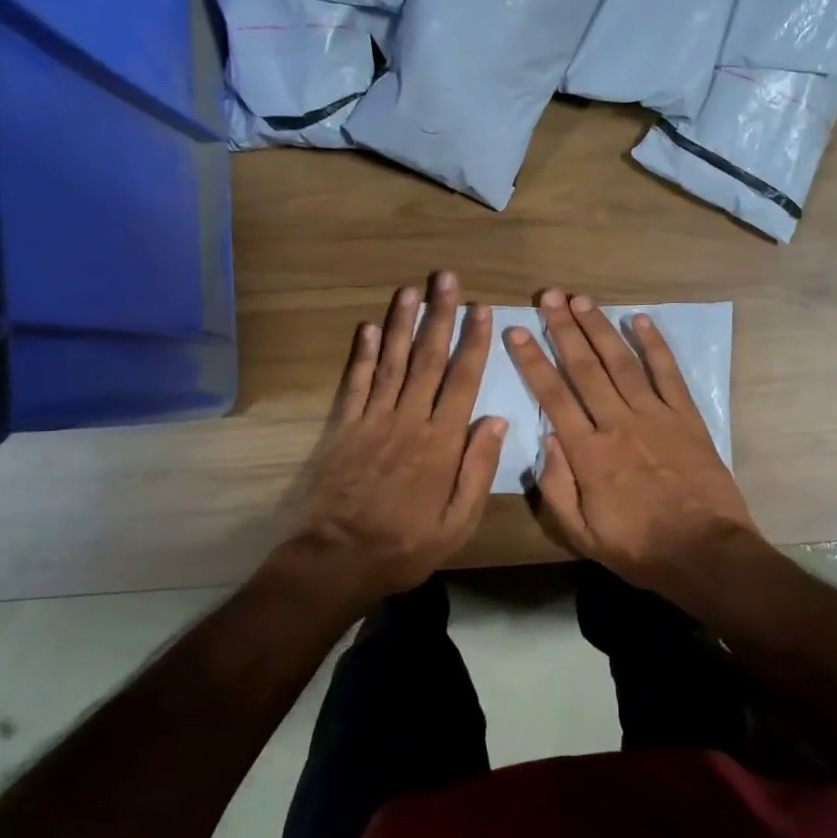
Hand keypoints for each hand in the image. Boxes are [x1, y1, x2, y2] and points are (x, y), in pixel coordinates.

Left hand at [276, 272, 505, 608]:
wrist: (339, 558)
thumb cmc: (406, 545)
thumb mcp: (458, 522)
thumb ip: (478, 470)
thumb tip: (498, 421)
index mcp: (441, 442)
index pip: (462, 381)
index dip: (473, 343)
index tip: (481, 310)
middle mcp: (409, 420)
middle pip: (428, 359)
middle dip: (440, 316)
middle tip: (447, 279)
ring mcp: (373, 420)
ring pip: (393, 362)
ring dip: (403, 323)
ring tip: (411, 289)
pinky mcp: (344, 428)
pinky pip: (356, 383)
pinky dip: (364, 354)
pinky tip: (370, 328)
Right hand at [504, 289, 760, 600]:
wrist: (705, 552)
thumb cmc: (639, 548)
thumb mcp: (581, 534)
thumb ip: (557, 486)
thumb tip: (546, 437)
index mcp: (588, 452)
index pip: (552, 395)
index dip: (532, 360)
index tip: (517, 330)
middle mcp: (617, 423)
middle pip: (584, 368)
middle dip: (564, 329)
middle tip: (549, 296)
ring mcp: (655, 416)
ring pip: (621, 362)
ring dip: (600, 328)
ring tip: (582, 299)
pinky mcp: (687, 417)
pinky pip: (668, 373)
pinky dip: (654, 345)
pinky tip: (640, 319)